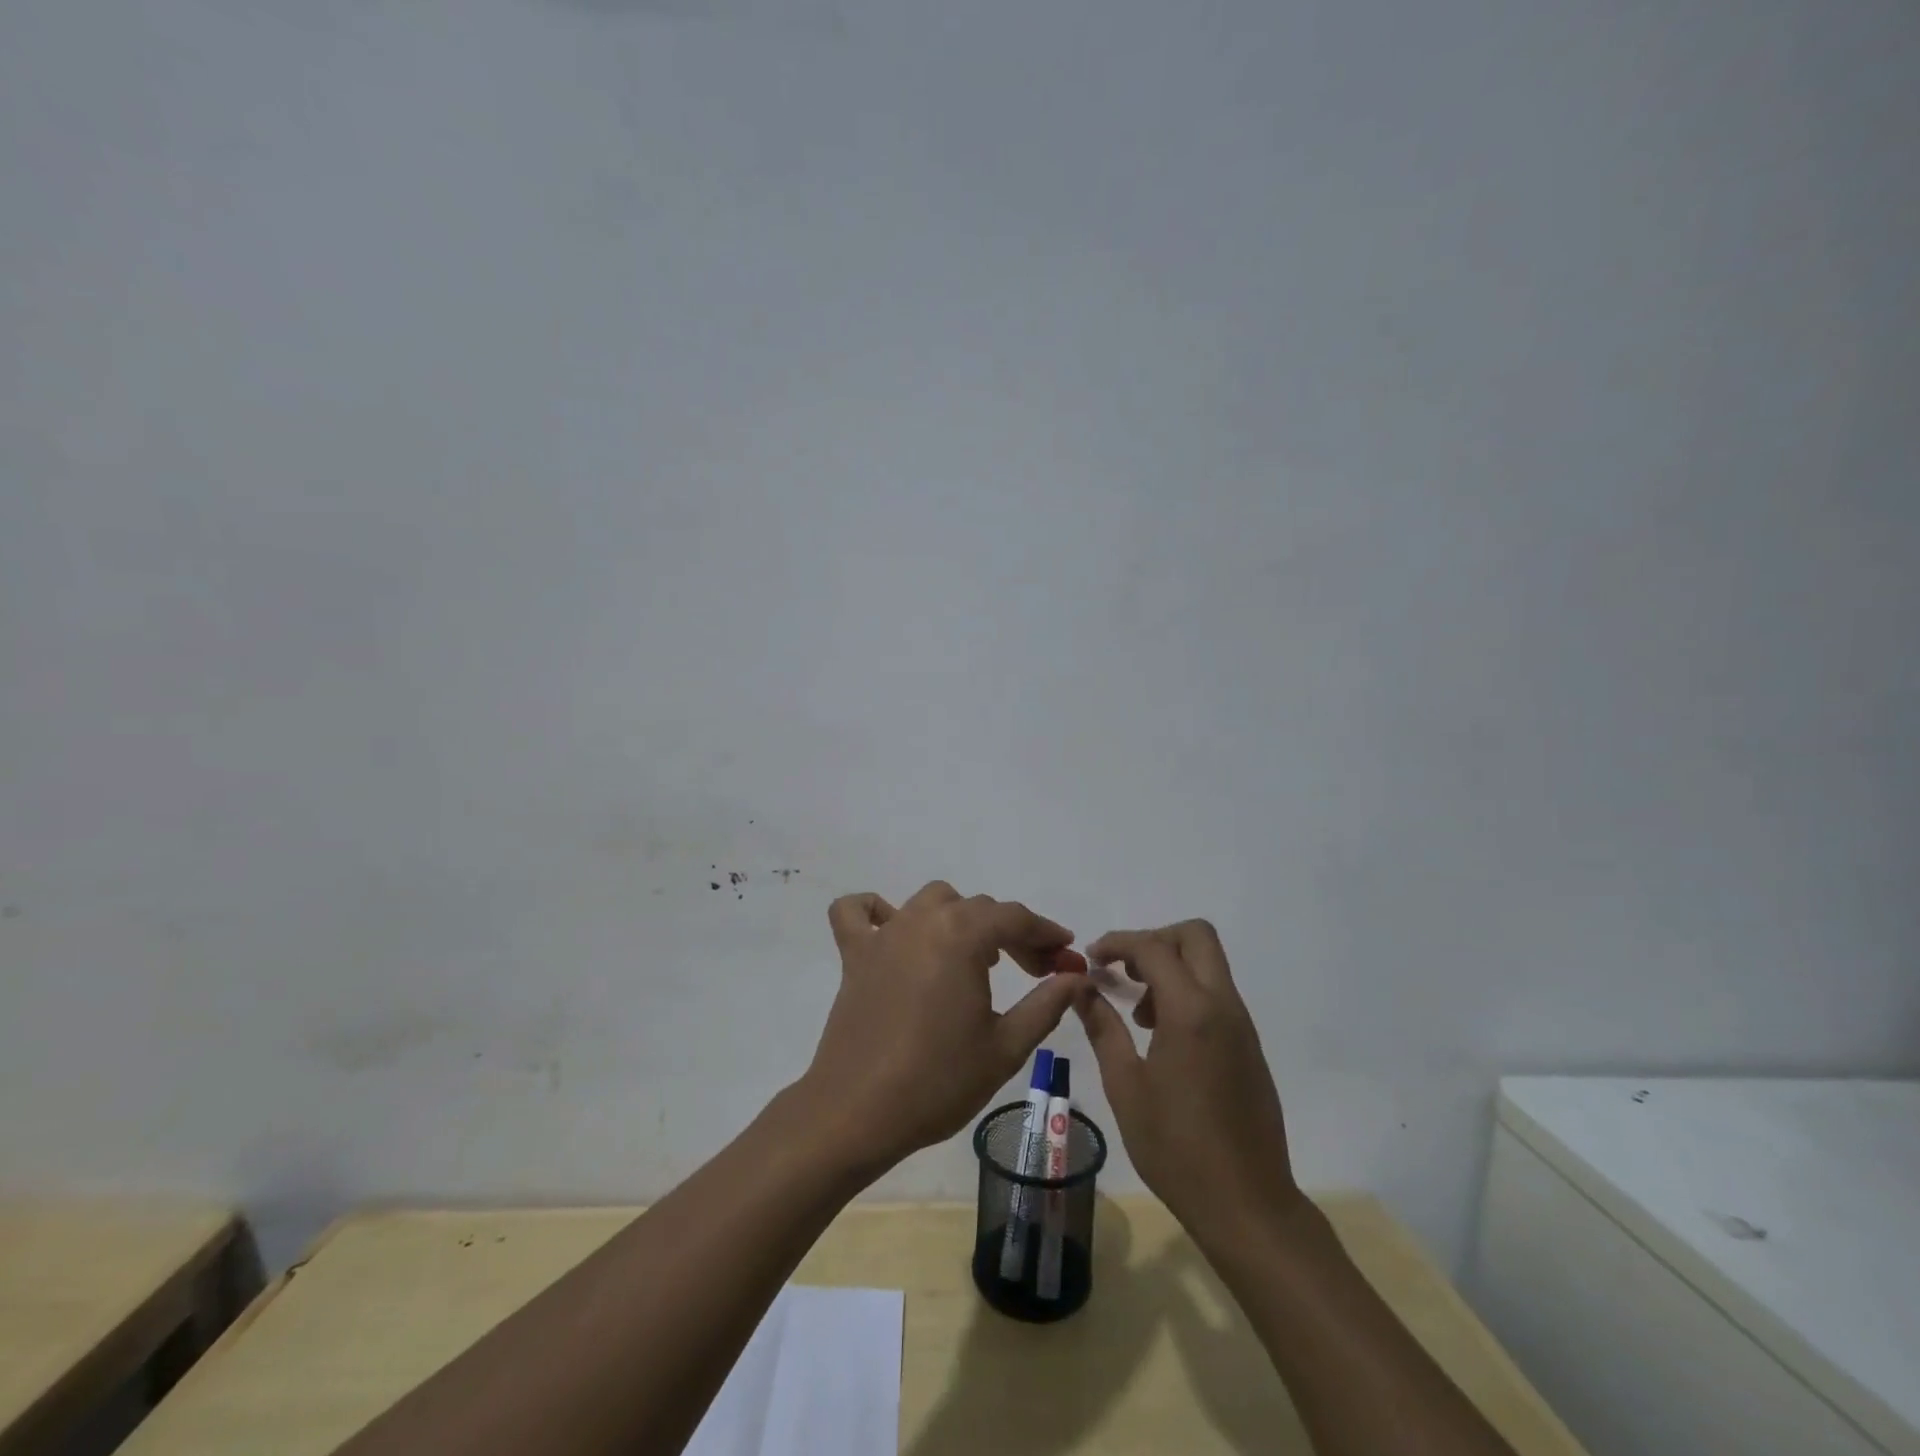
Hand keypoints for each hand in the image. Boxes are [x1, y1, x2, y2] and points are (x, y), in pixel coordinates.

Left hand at [799, 881, 1087, 1173]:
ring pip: (931, 901)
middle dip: (1011, 932)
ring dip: (959, 917)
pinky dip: (875, 911)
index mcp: (962, 935)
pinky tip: (895, 933)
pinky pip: (857, 912)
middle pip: (978, 908)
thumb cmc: (939, 1081)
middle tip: (1034, 969)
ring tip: (974, 955)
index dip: (1046, 933)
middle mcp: (923, 920)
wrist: (858, 1113)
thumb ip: (1047, 1004)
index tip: (1065, 955)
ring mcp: (884, 934)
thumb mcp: (1006, 1047)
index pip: (1014, 918)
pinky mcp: (854, 954)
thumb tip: (1077, 977)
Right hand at [1077, 921, 1305, 1246]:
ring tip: (1139, 1013)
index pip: (1154, 948)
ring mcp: (1242, 1025)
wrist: (1247, 1205)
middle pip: (1196, 936)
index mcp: (1191, 1012)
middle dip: (1155, 940)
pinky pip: (1217, 994)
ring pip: (1209, 964)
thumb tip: (1080, 988)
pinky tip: (1162, 1037)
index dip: (1118, 943)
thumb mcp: (1126, 1087)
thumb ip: (1103, 1028)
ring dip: (1171, 967)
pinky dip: (1187, 993)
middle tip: (1123, 971)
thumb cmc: (1176, 1148)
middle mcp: (1223, 1006)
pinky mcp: (1249, 1045)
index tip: (1091, 959)